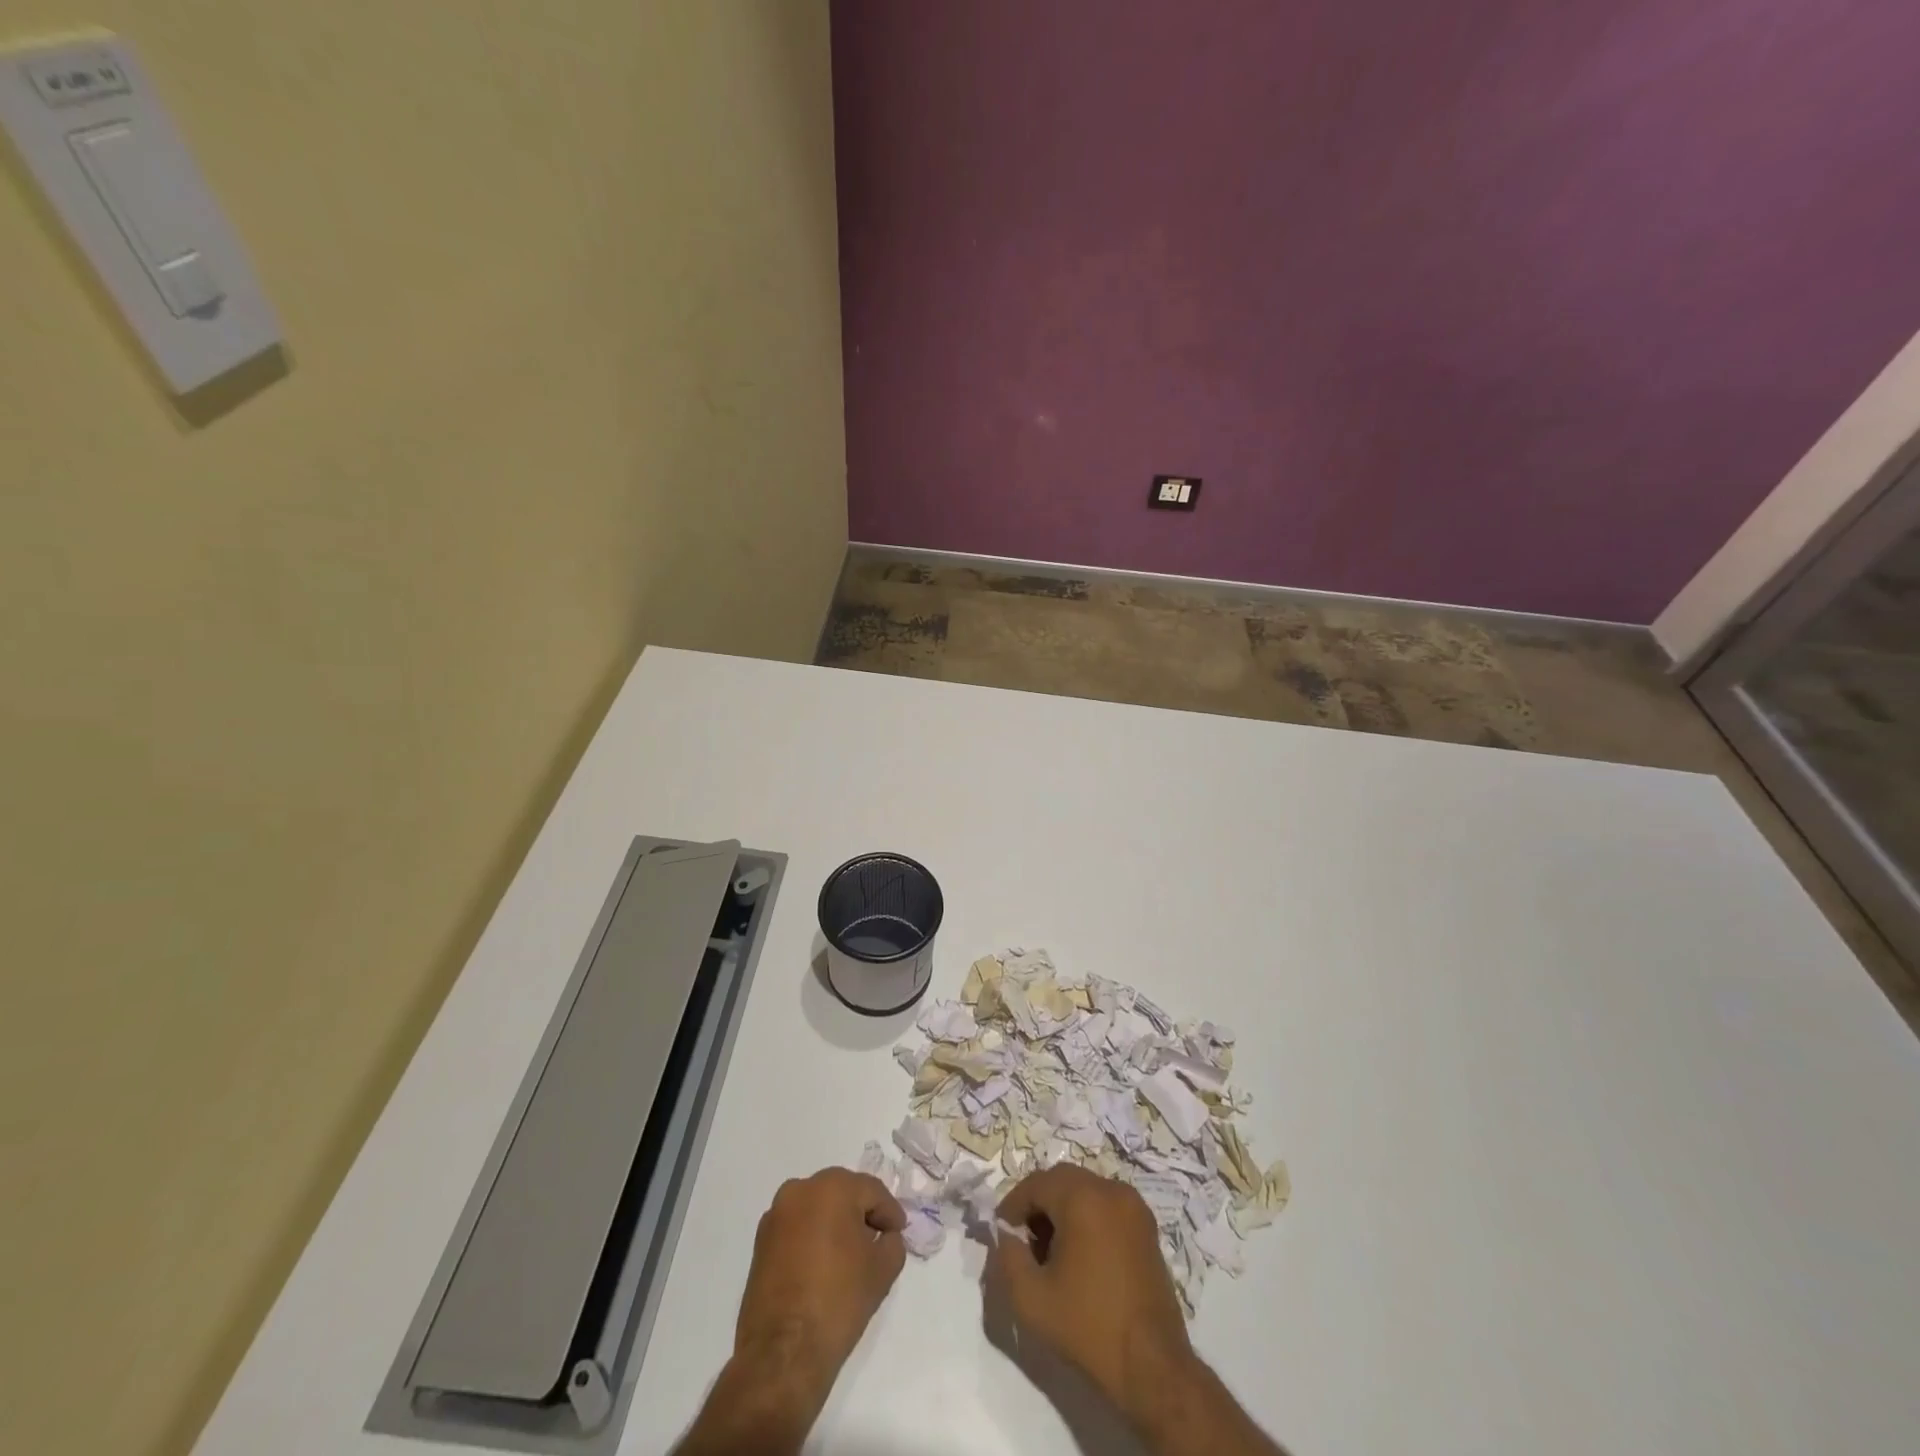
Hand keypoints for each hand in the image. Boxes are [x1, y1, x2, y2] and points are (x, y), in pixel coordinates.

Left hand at [733, 1167, 906, 1396]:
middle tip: (877, 1241)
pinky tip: (823, 1267)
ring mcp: (775, 1216)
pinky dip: (812, 1239)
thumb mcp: (883, 1270)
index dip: (889, 1213)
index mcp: (831, 1187)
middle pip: (841, 1193)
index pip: (871, 1191)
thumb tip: (884, 1237)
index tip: (898, 1234)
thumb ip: (892, 1243)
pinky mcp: (760, 1243)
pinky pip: (796, 1229)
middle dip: (861, 1214)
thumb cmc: (838, 1301)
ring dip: (835, 1225)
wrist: (782, 1354)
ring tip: (849, 1256)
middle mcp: (799, 1190)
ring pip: (816, 1209)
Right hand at [986, 1165, 1195, 1417]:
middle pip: (1062, 1180)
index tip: (1003, 1234)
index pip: (1036, 1183)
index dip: (1013, 1205)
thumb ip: (1007, 1257)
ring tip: (1051, 1251)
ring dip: (1062, 1209)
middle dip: (1038, 1204)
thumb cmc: (1088, 1328)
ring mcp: (1134, 1206)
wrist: (1152, 1367)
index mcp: (1083, 1197)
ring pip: (1085, 1190)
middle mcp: (1110, 1189)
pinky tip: (1081, 1256)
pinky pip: (1106, 1204)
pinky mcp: (1147, 1227)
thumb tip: (1006, 1235)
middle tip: (1025, 1241)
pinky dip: (1087, 1216)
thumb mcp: (1030, 1299)